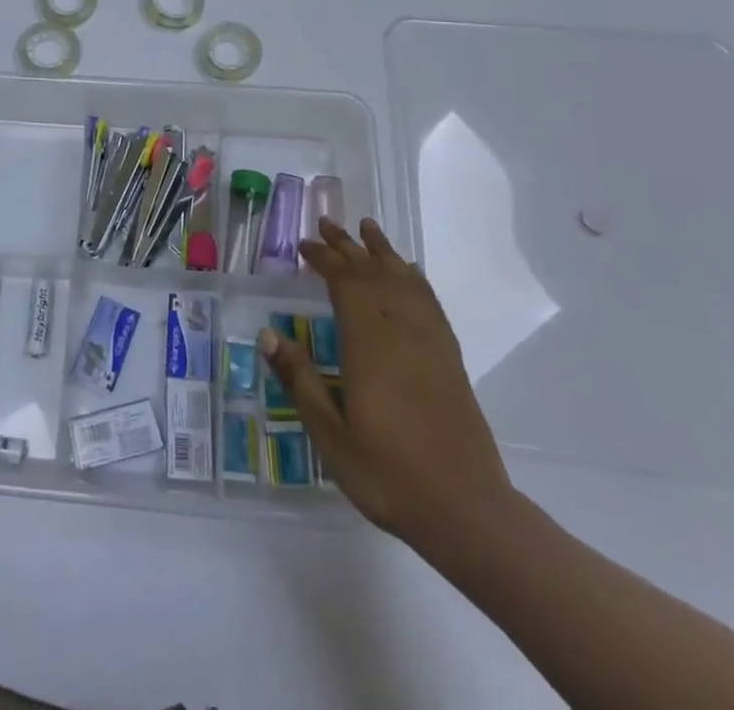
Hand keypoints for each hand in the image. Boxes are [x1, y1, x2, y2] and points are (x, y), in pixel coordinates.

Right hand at [260, 217, 515, 546]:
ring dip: (383, 252)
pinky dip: (416, 279)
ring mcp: (430, 343)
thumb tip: (267, 334)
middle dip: (348, 246)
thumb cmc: (388, 474)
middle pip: (373, 274)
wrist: (466, 510)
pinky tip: (410, 273)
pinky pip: (429, 303)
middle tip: (326, 223)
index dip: (324, 259)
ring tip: (368, 228)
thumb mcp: (330, 434)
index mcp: (368, 345)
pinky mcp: (449, 359)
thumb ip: (300, 380)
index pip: (345, 284)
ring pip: (404, 281)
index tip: (303, 245)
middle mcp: (400, 332)